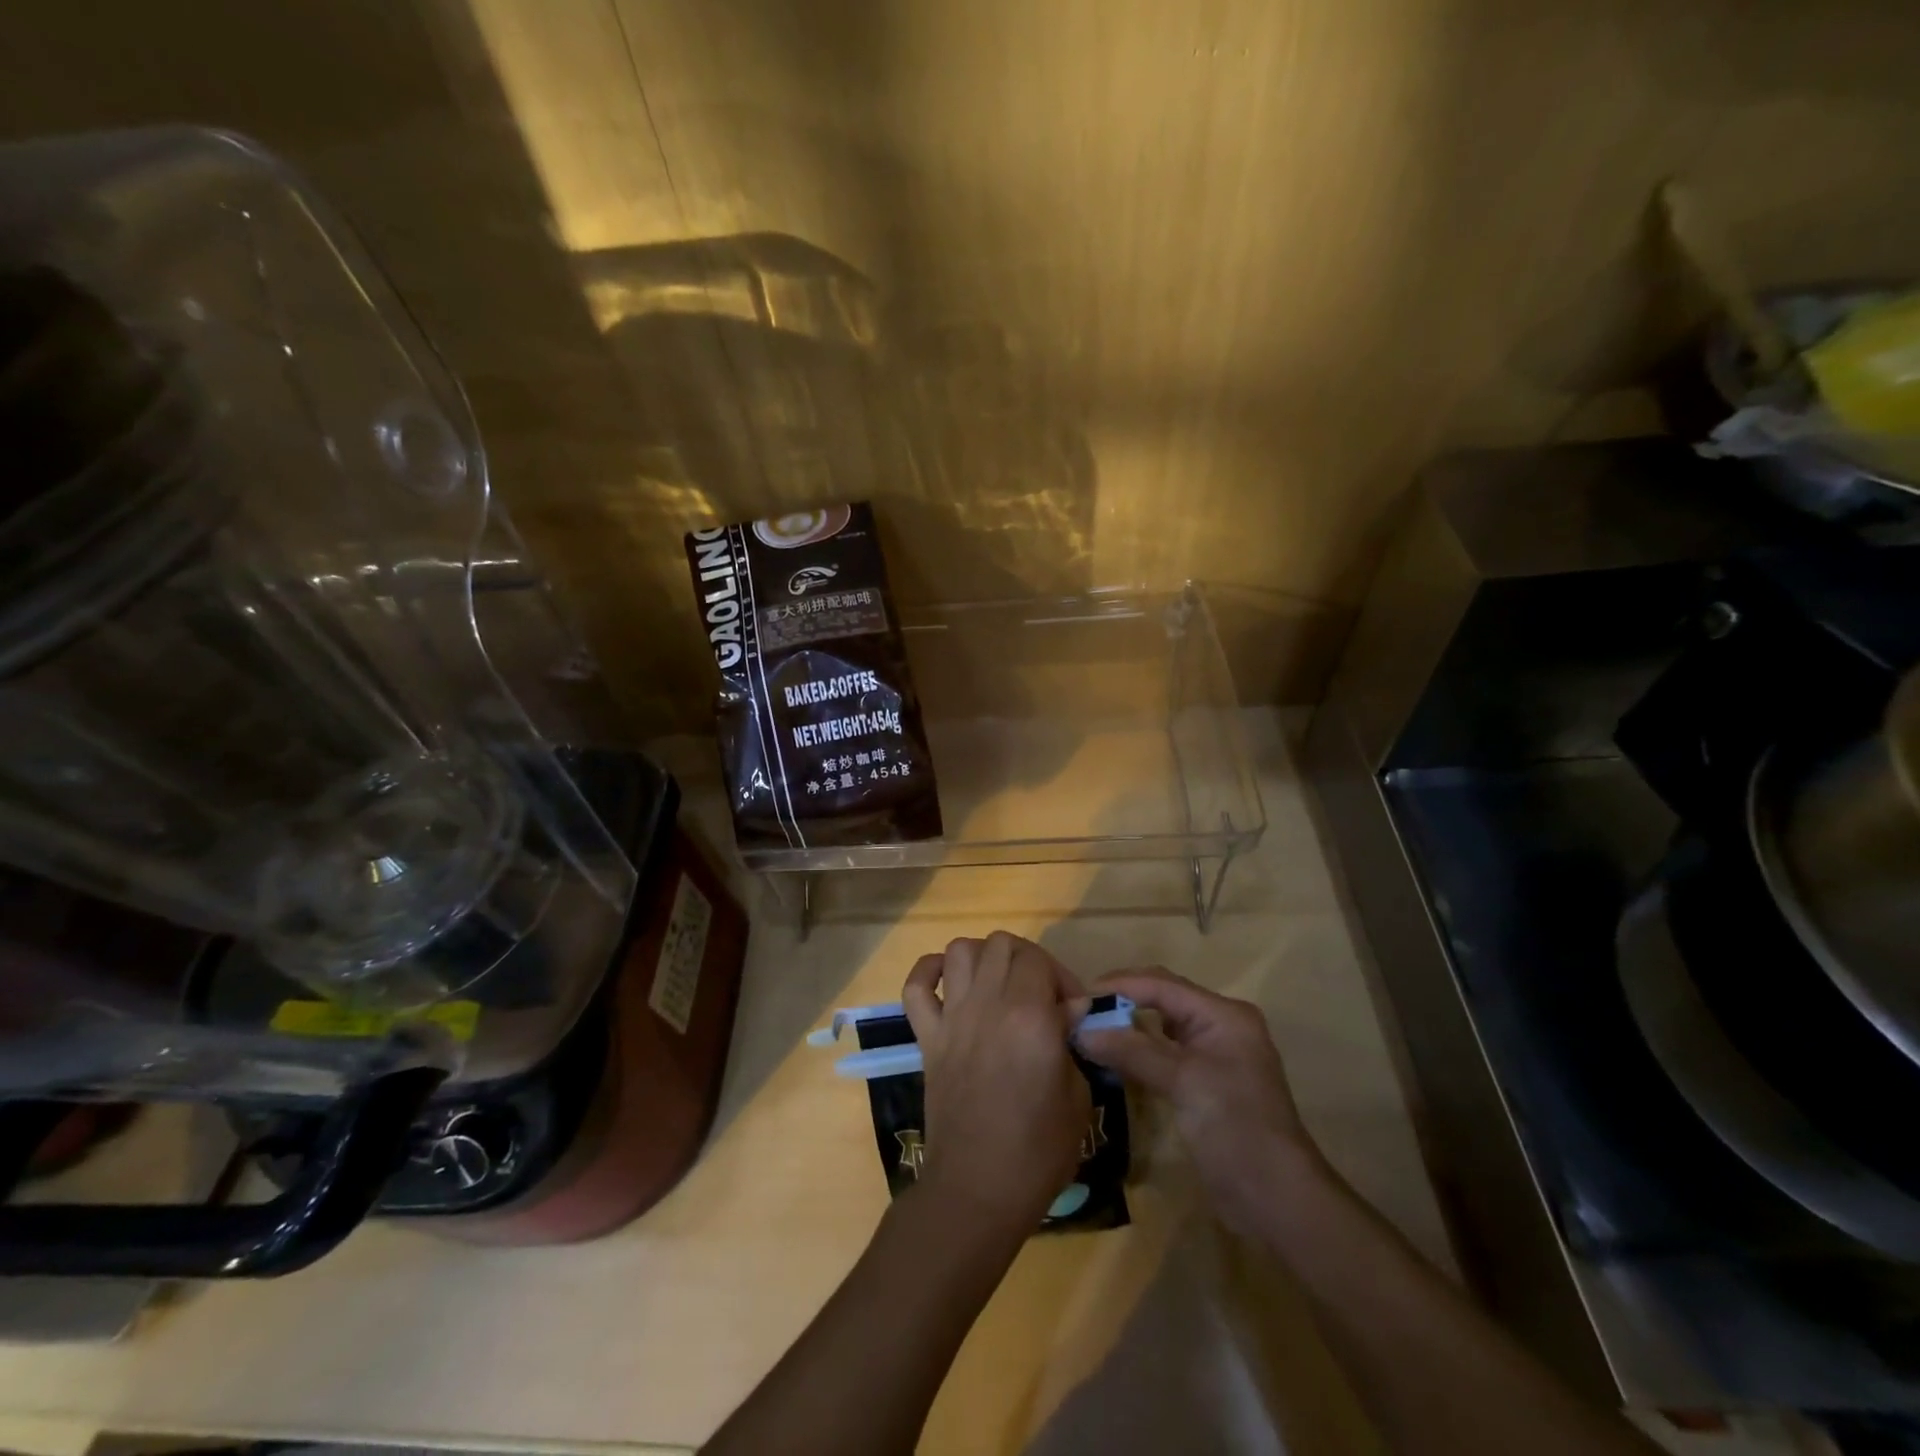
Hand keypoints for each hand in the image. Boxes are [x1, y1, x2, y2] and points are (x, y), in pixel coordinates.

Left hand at [901, 932, 1091, 1232]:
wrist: (977, 1191)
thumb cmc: (1038, 1151)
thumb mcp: (1077, 1096)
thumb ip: (1069, 1040)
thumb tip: (1066, 1010)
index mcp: (1030, 1017)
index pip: (1040, 960)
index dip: (1061, 977)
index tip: (1072, 1010)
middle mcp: (988, 1004)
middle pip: (1002, 944)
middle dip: (1027, 960)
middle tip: (1040, 995)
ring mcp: (952, 1018)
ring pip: (960, 949)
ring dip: (983, 958)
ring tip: (999, 986)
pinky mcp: (927, 1037)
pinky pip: (915, 985)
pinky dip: (929, 972)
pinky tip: (949, 983)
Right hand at [1076, 966, 1320, 1235]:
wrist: (1277, 1200)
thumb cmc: (1236, 1128)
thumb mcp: (1183, 1082)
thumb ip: (1132, 1051)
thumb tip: (1080, 1031)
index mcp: (1223, 1014)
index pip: (1162, 984)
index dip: (1119, 986)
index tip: (1077, 996)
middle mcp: (1219, 1026)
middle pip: (1162, 999)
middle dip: (1121, 1002)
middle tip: (1078, 1012)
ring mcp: (1213, 1055)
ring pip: (1160, 1027)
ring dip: (1127, 1026)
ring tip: (1088, 1030)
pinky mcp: (1204, 1083)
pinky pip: (1164, 1053)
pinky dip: (1137, 1051)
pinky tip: (1112, 1058)